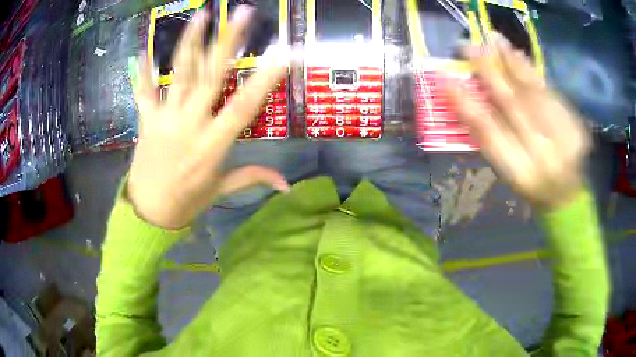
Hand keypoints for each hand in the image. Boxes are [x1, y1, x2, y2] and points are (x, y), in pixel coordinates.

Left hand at [127, 6, 289, 229]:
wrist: (148, 215)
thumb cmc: (187, 203)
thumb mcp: (221, 190)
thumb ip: (253, 177)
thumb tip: (288, 185)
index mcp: (212, 146)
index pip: (243, 107)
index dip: (264, 80)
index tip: (282, 54)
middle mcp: (189, 125)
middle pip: (210, 77)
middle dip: (227, 42)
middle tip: (242, 13)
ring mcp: (164, 120)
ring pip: (179, 75)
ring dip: (190, 42)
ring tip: (203, 15)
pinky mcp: (146, 121)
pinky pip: (143, 93)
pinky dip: (142, 73)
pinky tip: (142, 51)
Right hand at [449, 34, 590, 208]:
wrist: (567, 194)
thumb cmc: (531, 185)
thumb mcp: (506, 171)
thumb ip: (489, 138)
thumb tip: (464, 98)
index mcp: (520, 173)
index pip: (489, 132)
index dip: (466, 104)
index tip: (447, 80)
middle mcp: (543, 156)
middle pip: (512, 104)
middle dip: (488, 72)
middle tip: (469, 47)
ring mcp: (564, 138)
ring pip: (533, 92)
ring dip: (511, 62)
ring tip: (493, 40)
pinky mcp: (575, 125)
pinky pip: (549, 91)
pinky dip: (531, 71)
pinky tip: (517, 54)